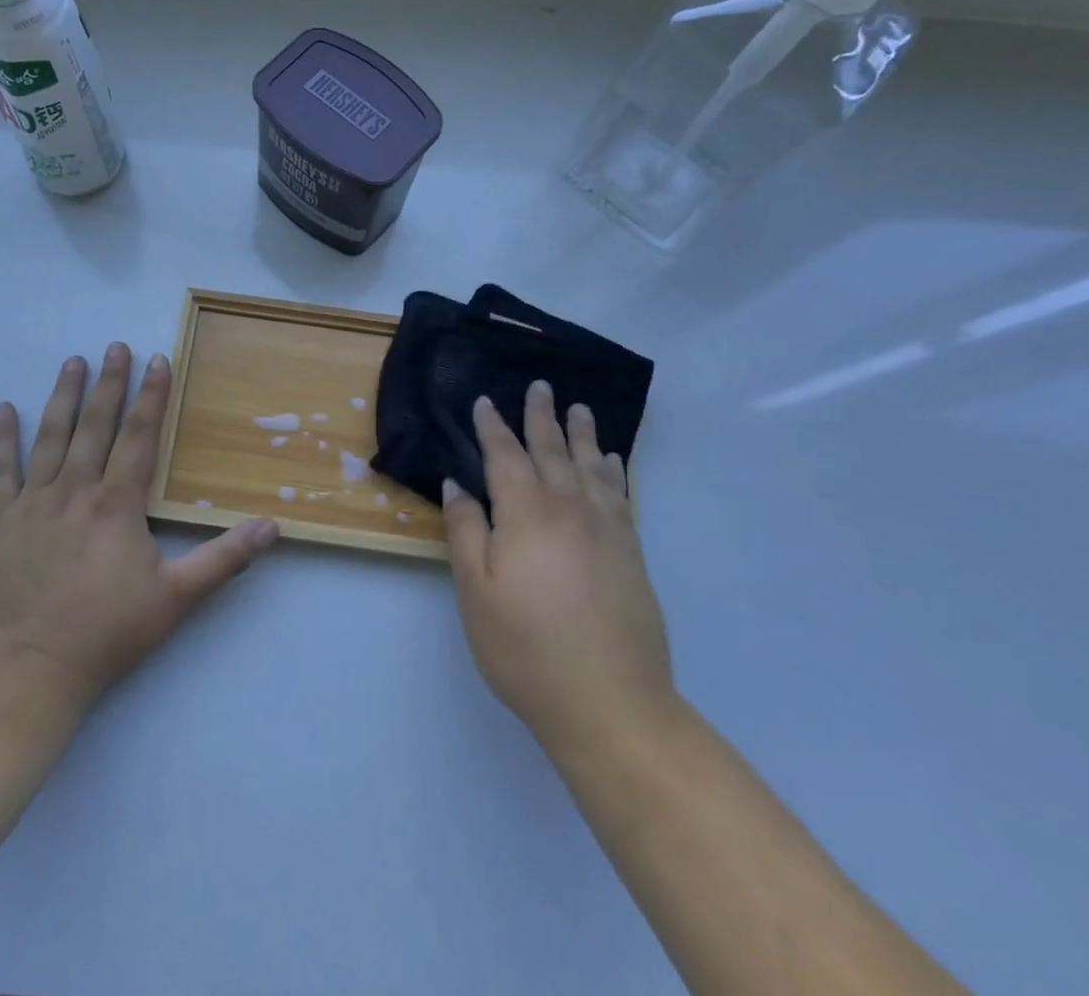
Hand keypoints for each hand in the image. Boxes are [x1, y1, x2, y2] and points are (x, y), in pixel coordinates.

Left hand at [0, 345, 279, 712]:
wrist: (31, 669)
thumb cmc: (109, 632)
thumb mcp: (177, 599)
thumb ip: (224, 559)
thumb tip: (272, 527)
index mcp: (117, 504)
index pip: (140, 437)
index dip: (151, 397)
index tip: (157, 360)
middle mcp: (75, 491)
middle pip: (95, 426)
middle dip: (108, 384)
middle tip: (114, 347)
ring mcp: (34, 504)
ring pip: (50, 438)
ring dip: (63, 398)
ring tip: (71, 362)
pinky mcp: (2, 523)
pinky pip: (1, 472)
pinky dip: (2, 440)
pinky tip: (4, 409)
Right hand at [442, 382, 676, 756]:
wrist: (611, 703)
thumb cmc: (526, 648)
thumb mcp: (476, 591)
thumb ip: (465, 530)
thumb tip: (458, 484)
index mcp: (526, 512)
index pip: (505, 455)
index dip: (492, 426)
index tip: (484, 401)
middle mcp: (568, 507)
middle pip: (551, 450)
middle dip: (541, 416)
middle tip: (539, 386)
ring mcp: (606, 528)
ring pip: (590, 465)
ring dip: (581, 433)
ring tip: (578, 407)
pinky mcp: (630, 551)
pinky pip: (620, 494)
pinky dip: (613, 471)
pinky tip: (611, 461)